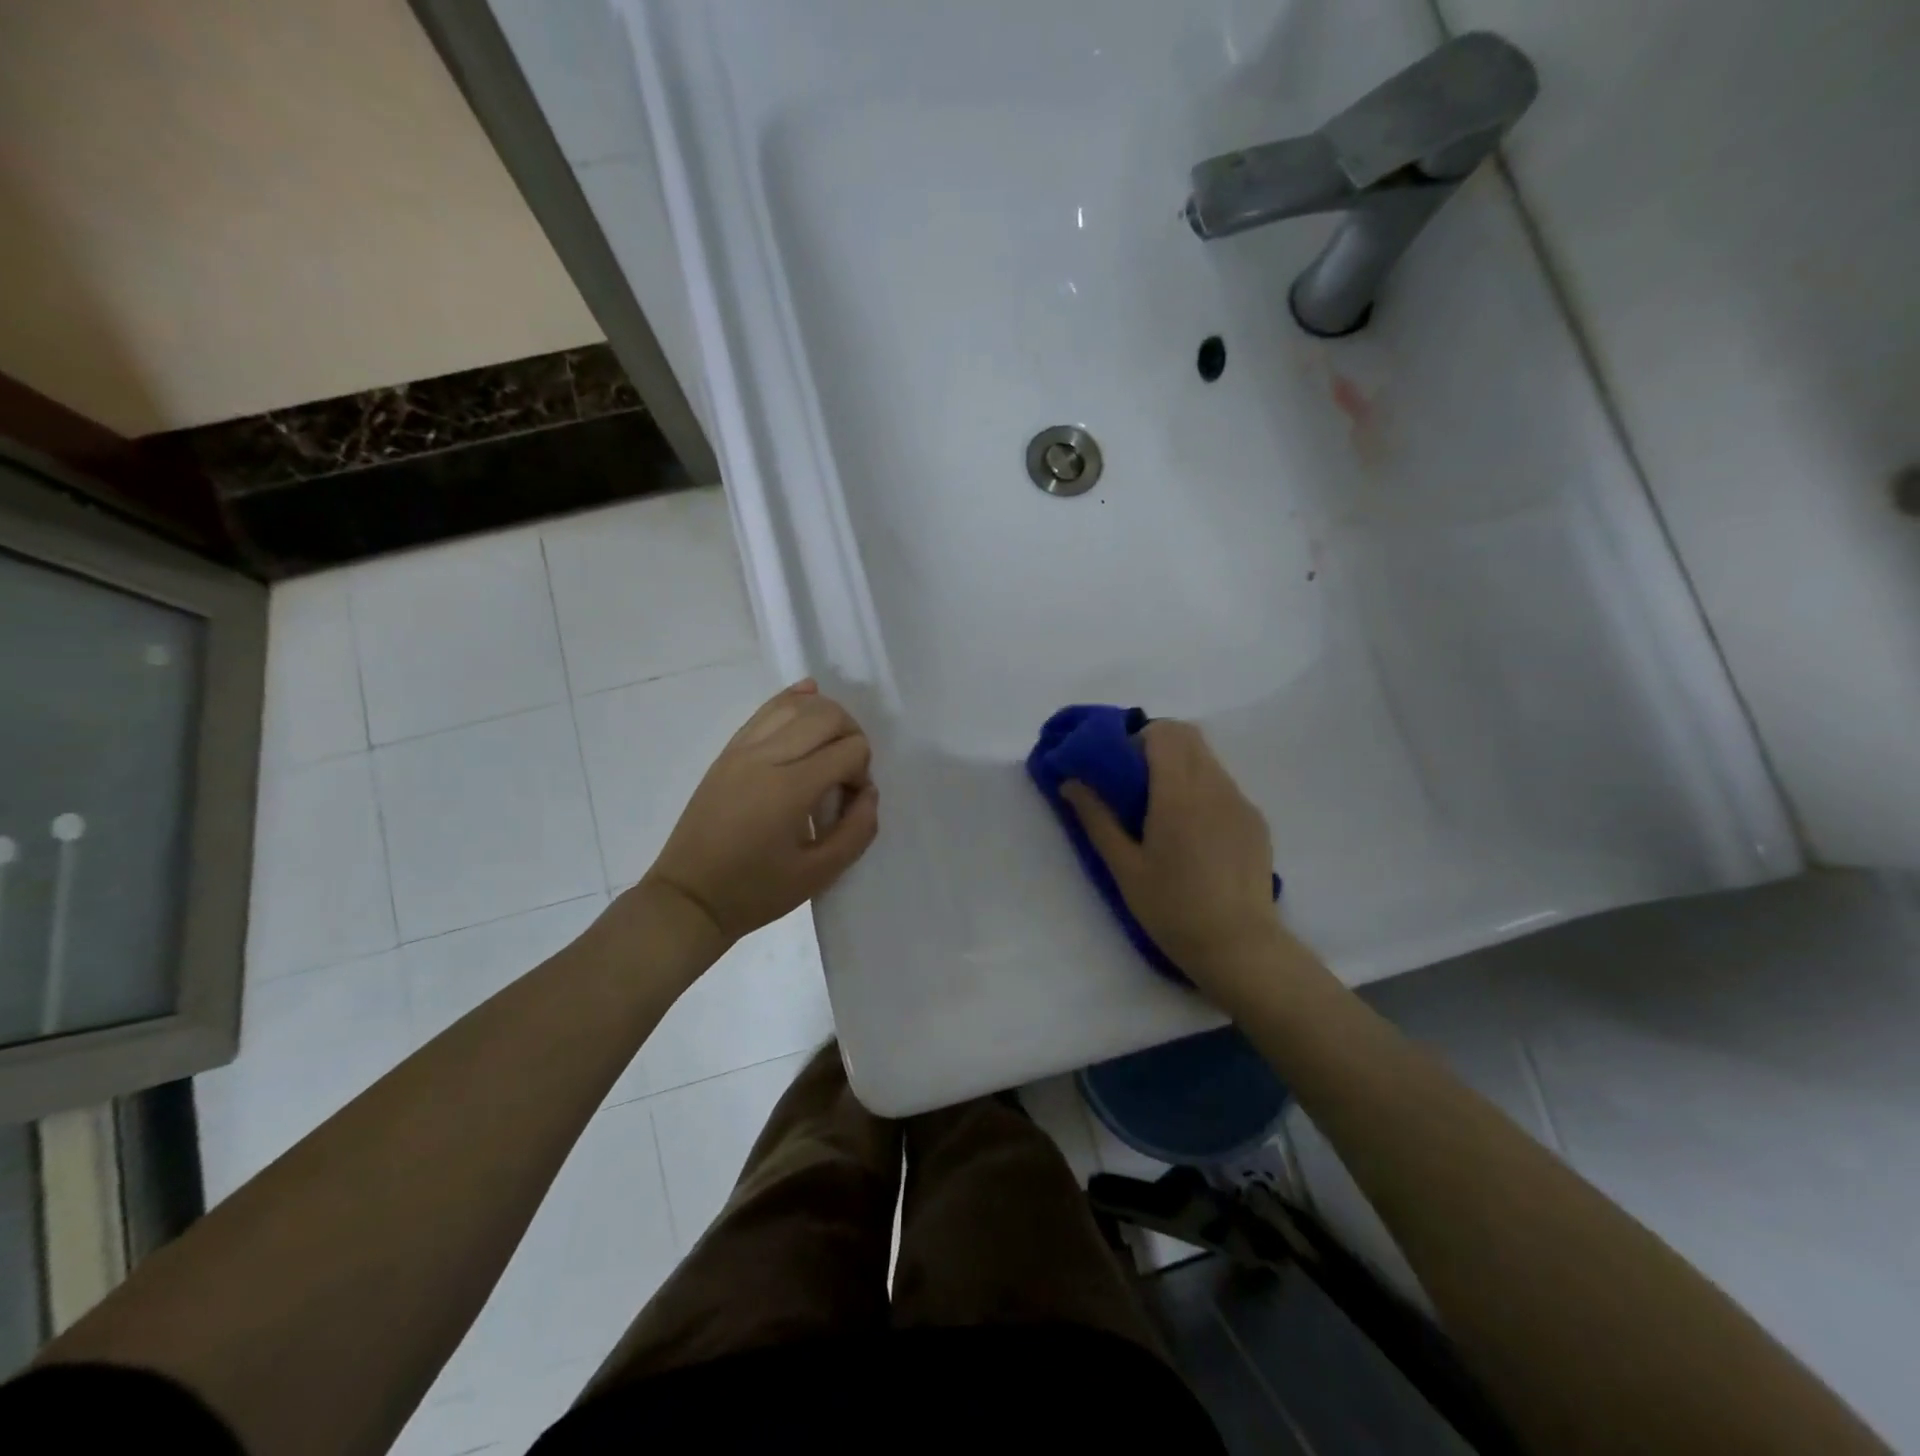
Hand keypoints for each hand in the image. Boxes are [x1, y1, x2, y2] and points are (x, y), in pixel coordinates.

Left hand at [642, 680, 878, 944]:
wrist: (689, 897)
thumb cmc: (756, 892)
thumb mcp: (819, 875)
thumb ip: (857, 831)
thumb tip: (868, 792)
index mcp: (790, 789)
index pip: (849, 750)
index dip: (861, 772)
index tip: (849, 802)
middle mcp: (766, 757)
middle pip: (826, 715)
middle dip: (851, 735)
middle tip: (847, 772)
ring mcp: (743, 749)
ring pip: (796, 704)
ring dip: (825, 716)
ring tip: (829, 747)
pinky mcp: (729, 751)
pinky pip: (766, 709)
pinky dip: (793, 699)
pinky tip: (809, 695)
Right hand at [1060, 720, 1281, 993]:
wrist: (1239, 947)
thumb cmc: (1172, 909)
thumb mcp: (1124, 867)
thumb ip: (1096, 817)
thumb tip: (1070, 782)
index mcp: (1179, 795)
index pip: (1163, 733)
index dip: (1137, 737)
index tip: (1120, 766)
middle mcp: (1214, 787)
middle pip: (1188, 735)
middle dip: (1158, 743)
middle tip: (1136, 780)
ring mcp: (1240, 802)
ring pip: (1208, 758)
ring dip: (1181, 764)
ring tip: (1162, 807)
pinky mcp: (1255, 820)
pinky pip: (1224, 785)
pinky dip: (1202, 788)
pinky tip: (1193, 832)